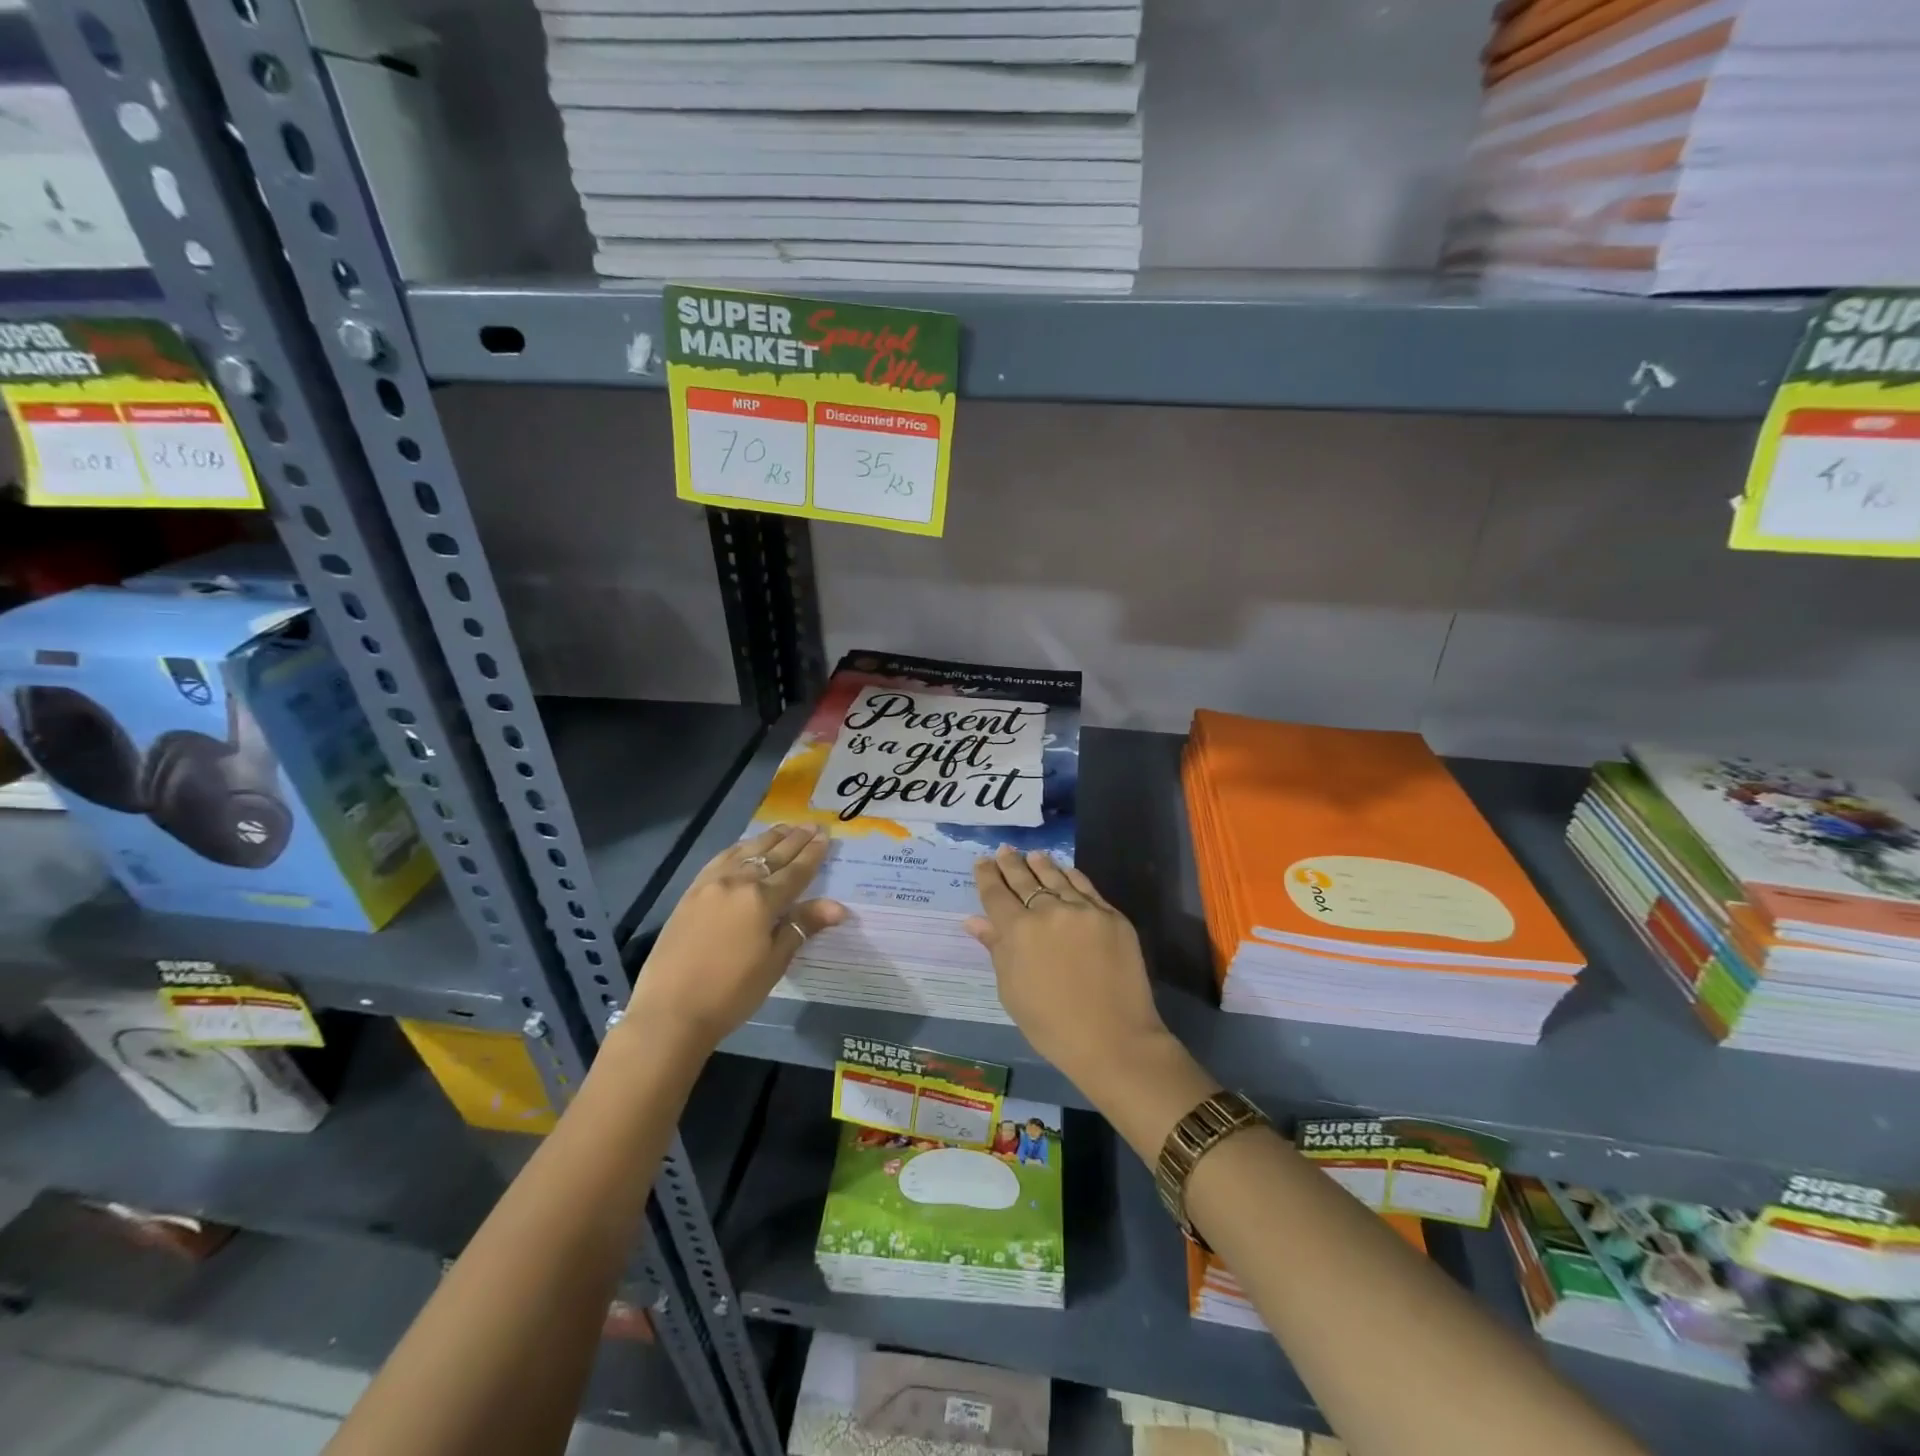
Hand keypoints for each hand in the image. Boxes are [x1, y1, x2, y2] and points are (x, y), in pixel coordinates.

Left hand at [629, 824, 844, 1050]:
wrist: (670, 1012)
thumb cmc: (731, 992)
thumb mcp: (774, 962)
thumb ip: (802, 926)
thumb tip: (838, 907)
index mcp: (761, 899)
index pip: (795, 871)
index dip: (812, 854)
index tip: (826, 836)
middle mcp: (736, 882)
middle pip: (771, 855)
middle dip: (794, 840)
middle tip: (811, 825)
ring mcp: (709, 885)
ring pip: (744, 851)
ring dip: (767, 839)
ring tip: (783, 828)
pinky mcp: (690, 893)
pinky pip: (720, 860)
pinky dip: (738, 849)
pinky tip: (743, 847)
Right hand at [965, 847, 1170, 1093]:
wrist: (1113, 1039)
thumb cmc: (1051, 1025)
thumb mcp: (1011, 991)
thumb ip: (996, 949)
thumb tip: (974, 921)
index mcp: (1019, 931)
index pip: (996, 893)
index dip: (987, 875)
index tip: (982, 862)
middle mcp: (1048, 911)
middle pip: (1025, 879)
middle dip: (1011, 863)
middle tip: (1004, 850)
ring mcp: (1083, 910)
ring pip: (1056, 877)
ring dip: (1041, 864)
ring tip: (1032, 855)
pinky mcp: (1111, 916)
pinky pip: (1086, 887)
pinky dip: (1071, 876)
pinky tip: (1065, 871)